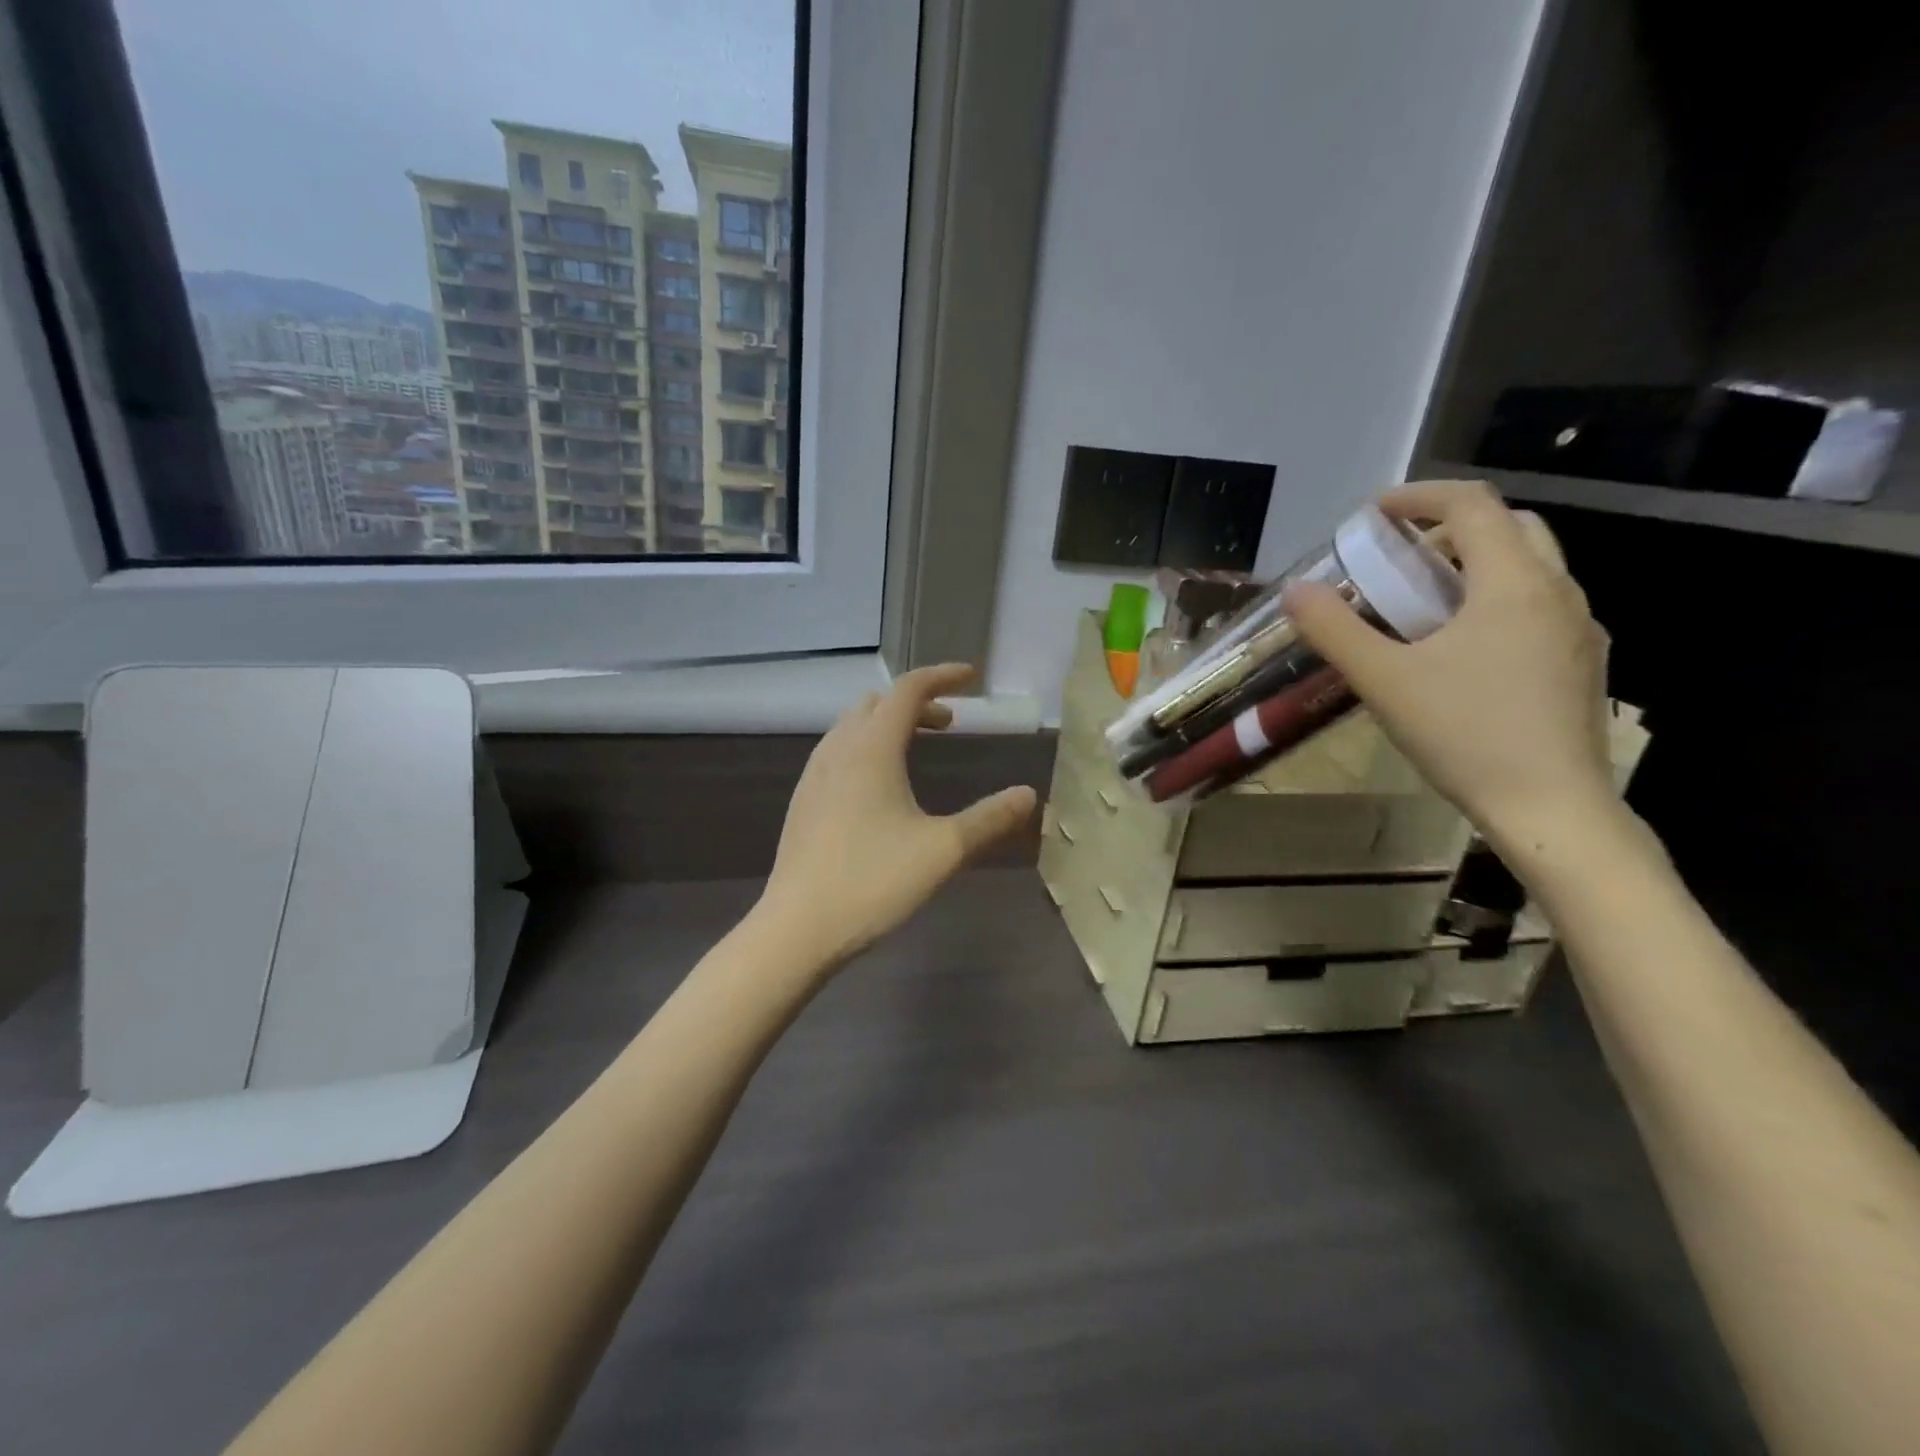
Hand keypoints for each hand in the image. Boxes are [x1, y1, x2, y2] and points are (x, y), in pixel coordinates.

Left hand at [756, 664, 1037, 970]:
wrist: (797, 929)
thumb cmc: (873, 882)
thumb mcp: (944, 850)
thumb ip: (990, 818)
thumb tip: (1029, 795)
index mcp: (872, 749)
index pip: (908, 689)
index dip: (942, 676)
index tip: (971, 677)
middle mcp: (838, 750)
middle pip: (878, 702)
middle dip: (917, 702)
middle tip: (950, 724)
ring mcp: (814, 775)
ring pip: (853, 726)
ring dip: (888, 723)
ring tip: (918, 749)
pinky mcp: (804, 801)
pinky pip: (838, 751)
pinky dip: (866, 746)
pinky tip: (880, 787)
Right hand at [1285, 481, 1619, 854]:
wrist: (1551, 808)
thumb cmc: (1465, 735)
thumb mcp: (1384, 681)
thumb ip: (1335, 630)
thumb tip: (1294, 591)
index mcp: (1513, 583)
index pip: (1472, 505)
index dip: (1419, 497)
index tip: (1374, 514)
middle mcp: (1558, 592)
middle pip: (1510, 527)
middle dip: (1450, 529)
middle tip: (1401, 559)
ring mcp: (1579, 630)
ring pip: (1530, 568)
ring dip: (1475, 566)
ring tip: (1424, 605)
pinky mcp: (1583, 664)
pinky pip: (1539, 607)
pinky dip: (1497, 602)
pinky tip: (1462, 651)